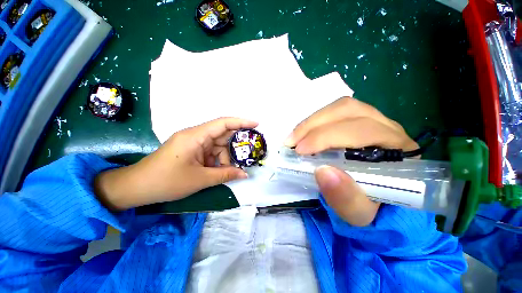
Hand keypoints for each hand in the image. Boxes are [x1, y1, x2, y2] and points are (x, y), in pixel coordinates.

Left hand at [95, 117, 257, 210]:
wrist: (137, 188)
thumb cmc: (166, 181)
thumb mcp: (200, 179)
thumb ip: (225, 175)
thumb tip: (245, 175)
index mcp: (196, 136)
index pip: (223, 123)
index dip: (241, 122)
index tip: (256, 124)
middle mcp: (196, 136)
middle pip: (222, 136)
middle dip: (235, 147)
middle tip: (247, 155)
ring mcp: (193, 143)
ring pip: (217, 147)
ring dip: (225, 159)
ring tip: (227, 172)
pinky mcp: (192, 151)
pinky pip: (210, 153)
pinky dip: (217, 162)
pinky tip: (217, 172)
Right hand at [285, 97, 417, 225]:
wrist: (379, 202)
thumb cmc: (372, 209)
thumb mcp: (359, 214)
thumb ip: (346, 198)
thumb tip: (322, 171)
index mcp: (399, 152)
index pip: (362, 131)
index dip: (326, 137)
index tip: (300, 151)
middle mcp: (390, 129)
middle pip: (349, 111)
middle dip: (314, 125)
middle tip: (292, 143)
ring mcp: (375, 121)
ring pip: (342, 107)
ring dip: (313, 121)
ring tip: (295, 137)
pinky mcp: (361, 121)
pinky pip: (337, 112)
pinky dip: (316, 121)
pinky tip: (304, 133)